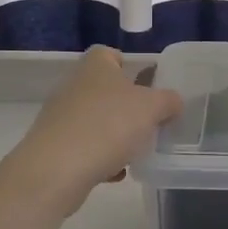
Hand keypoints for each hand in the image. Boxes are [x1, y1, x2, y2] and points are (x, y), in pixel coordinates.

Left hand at [1, 47, 182, 214]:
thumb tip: (173, 102)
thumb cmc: (107, 126)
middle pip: (106, 90)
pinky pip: (85, 148)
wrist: (56, 171)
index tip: (148, 86)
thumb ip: (169, 101)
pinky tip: (115, 173)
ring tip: (136, 153)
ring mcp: (61, 117)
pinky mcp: (54, 147)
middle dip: (128, 107)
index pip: (110, 54)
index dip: (129, 65)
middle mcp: (74, 86)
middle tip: (150, 123)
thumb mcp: (152, 108)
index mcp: (95, 67)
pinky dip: (101, 158)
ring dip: (116, 135)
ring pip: (97, 121)